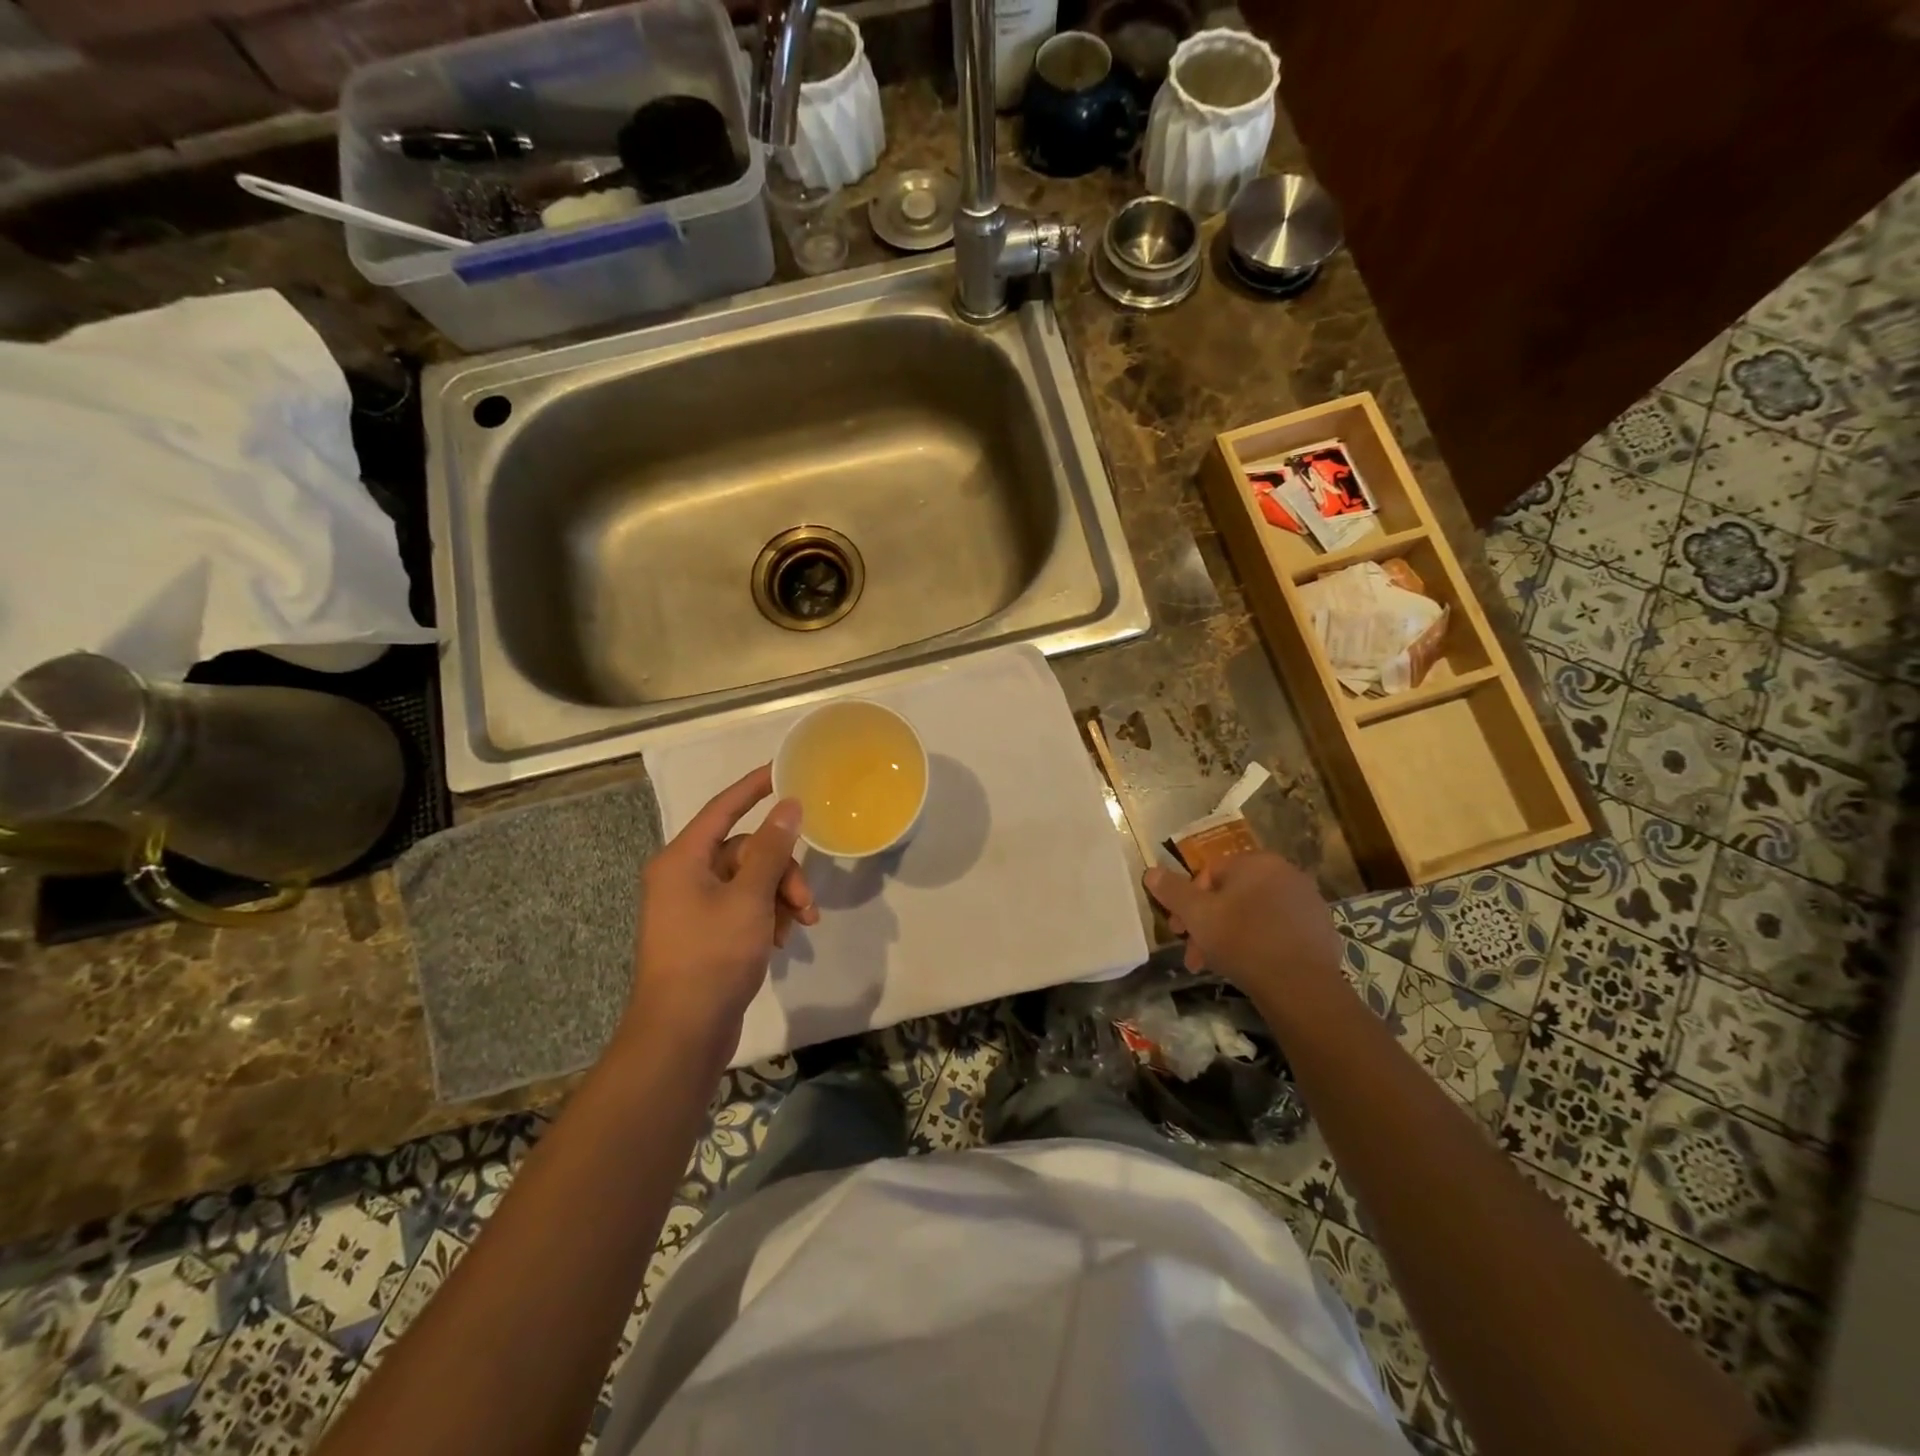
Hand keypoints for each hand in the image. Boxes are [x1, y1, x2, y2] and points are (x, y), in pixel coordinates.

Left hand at [625, 765, 815, 1066]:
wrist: (682, 1034)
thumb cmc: (713, 957)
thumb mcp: (750, 898)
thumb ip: (772, 849)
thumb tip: (788, 806)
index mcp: (683, 860)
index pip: (723, 808)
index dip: (753, 787)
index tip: (783, 771)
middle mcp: (684, 876)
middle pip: (746, 851)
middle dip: (783, 871)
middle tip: (806, 901)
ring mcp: (693, 907)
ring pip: (750, 881)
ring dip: (781, 896)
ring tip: (801, 925)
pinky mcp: (705, 934)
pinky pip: (744, 907)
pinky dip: (768, 916)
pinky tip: (784, 940)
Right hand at [1143, 852, 1344, 1004]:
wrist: (1301, 986)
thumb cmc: (1242, 941)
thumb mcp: (1197, 915)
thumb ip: (1172, 890)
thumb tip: (1151, 871)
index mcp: (1256, 862)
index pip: (1210, 873)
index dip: (1188, 902)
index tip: (1179, 930)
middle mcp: (1286, 873)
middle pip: (1232, 895)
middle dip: (1208, 924)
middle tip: (1195, 954)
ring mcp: (1307, 901)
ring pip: (1255, 914)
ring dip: (1231, 935)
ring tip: (1219, 965)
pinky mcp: (1321, 929)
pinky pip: (1279, 930)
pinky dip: (1261, 943)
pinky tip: (1252, 967)